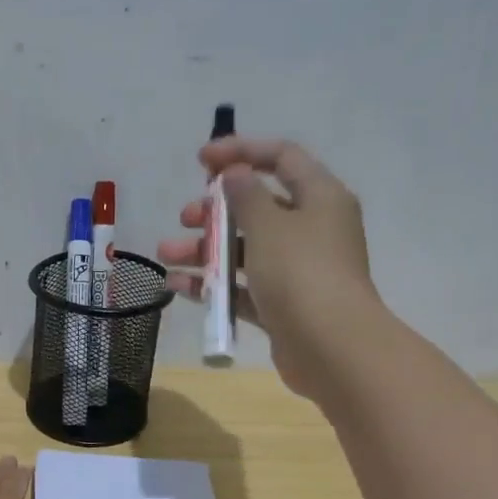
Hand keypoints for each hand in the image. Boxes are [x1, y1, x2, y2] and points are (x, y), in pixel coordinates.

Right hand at [157, 136, 379, 401]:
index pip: (281, 157)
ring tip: (166, 254)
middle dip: (215, 210)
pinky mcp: (282, 305)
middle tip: (185, 217)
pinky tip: (177, 286)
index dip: (241, 151)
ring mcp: (297, 270)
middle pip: (257, 207)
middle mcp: (311, 229)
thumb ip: (246, 195)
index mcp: (320, 197)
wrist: (331, 347)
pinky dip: (212, 284)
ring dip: (204, 249)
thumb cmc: (301, 273)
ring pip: (244, 249)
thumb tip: (235, 174)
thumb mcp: (269, 225)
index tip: (201, 159)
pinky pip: (242, 286)